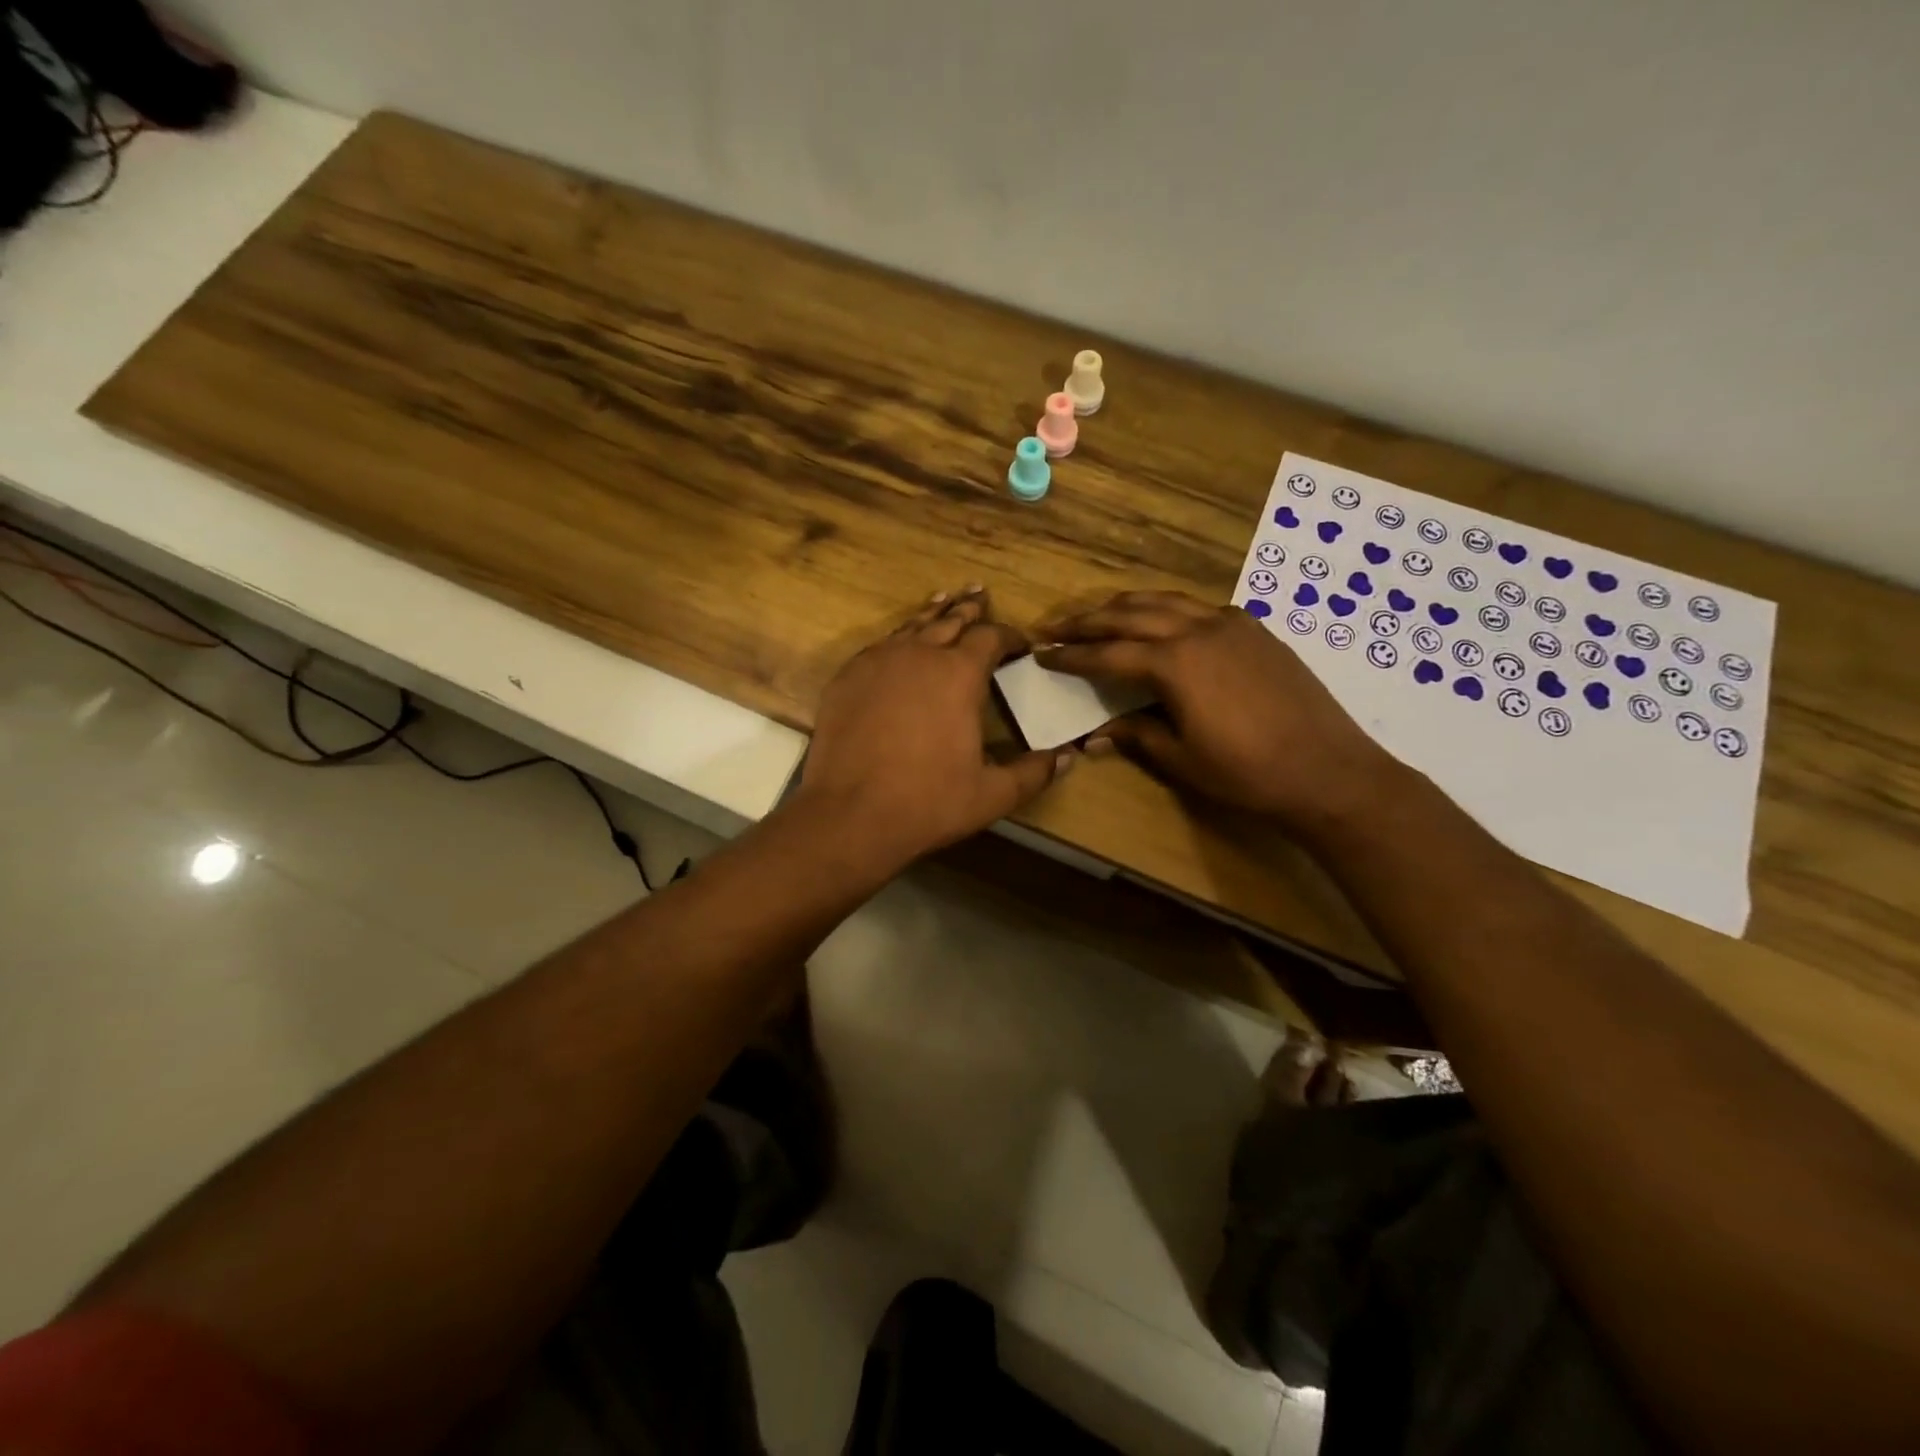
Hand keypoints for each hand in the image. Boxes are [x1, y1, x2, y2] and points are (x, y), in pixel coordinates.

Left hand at [794, 586, 1072, 872]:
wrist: (851, 814)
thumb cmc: (928, 802)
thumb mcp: (992, 794)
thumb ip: (1033, 772)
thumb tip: (1068, 756)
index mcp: (959, 674)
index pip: (991, 637)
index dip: (1009, 635)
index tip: (1020, 643)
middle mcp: (919, 654)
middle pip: (949, 621)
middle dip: (969, 610)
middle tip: (979, 595)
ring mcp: (877, 662)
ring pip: (911, 627)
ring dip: (932, 615)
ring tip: (943, 600)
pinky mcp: (847, 677)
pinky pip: (879, 646)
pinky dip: (897, 639)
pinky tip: (898, 643)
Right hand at [1035, 591, 1403, 830]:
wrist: (1328, 770)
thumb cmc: (1247, 773)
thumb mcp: (1181, 759)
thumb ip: (1136, 735)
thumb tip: (1094, 735)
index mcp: (1175, 663)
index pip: (1108, 653)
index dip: (1072, 655)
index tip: (1043, 653)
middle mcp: (1198, 629)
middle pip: (1131, 614)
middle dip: (1089, 620)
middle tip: (1057, 627)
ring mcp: (1231, 624)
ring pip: (1166, 601)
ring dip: (1127, 606)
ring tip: (1101, 615)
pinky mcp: (1255, 629)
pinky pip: (1199, 608)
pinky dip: (1169, 610)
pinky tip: (1164, 624)